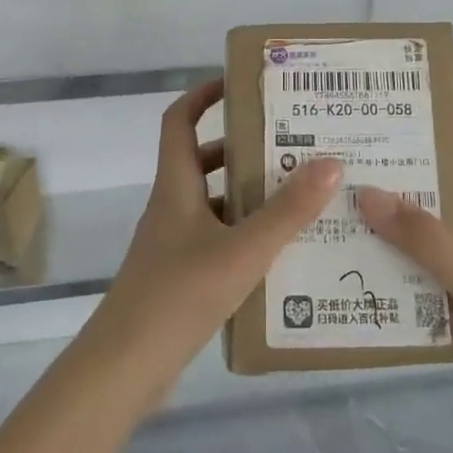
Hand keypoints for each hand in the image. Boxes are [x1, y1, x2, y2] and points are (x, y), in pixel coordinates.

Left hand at [82, 78, 342, 403]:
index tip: (240, 83)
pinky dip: (245, 235)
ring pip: (214, 203)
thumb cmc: (178, 295)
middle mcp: (172, 207)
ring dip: (248, 195)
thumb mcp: (242, 250)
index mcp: (176, 186)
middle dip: (242, 148)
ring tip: (299, 195)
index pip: (179, 120)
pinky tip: (282, 252)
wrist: (124, 369)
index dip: (203, 95)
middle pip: (203, 161)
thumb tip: (329, 162)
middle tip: (291, 143)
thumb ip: (287, 211)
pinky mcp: (180, 277)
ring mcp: (174, 245)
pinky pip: (217, 240)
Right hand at [355, 123, 452, 452]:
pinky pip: (430, 282)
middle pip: (441, 193)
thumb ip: (424, 238)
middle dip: (401, 174)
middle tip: (347, 156)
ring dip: (395, 228)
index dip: (442, 122)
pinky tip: (362, 274)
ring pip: (431, 240)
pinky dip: (402, 275)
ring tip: (341, 209)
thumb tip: (365, 191)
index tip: (398, 99)